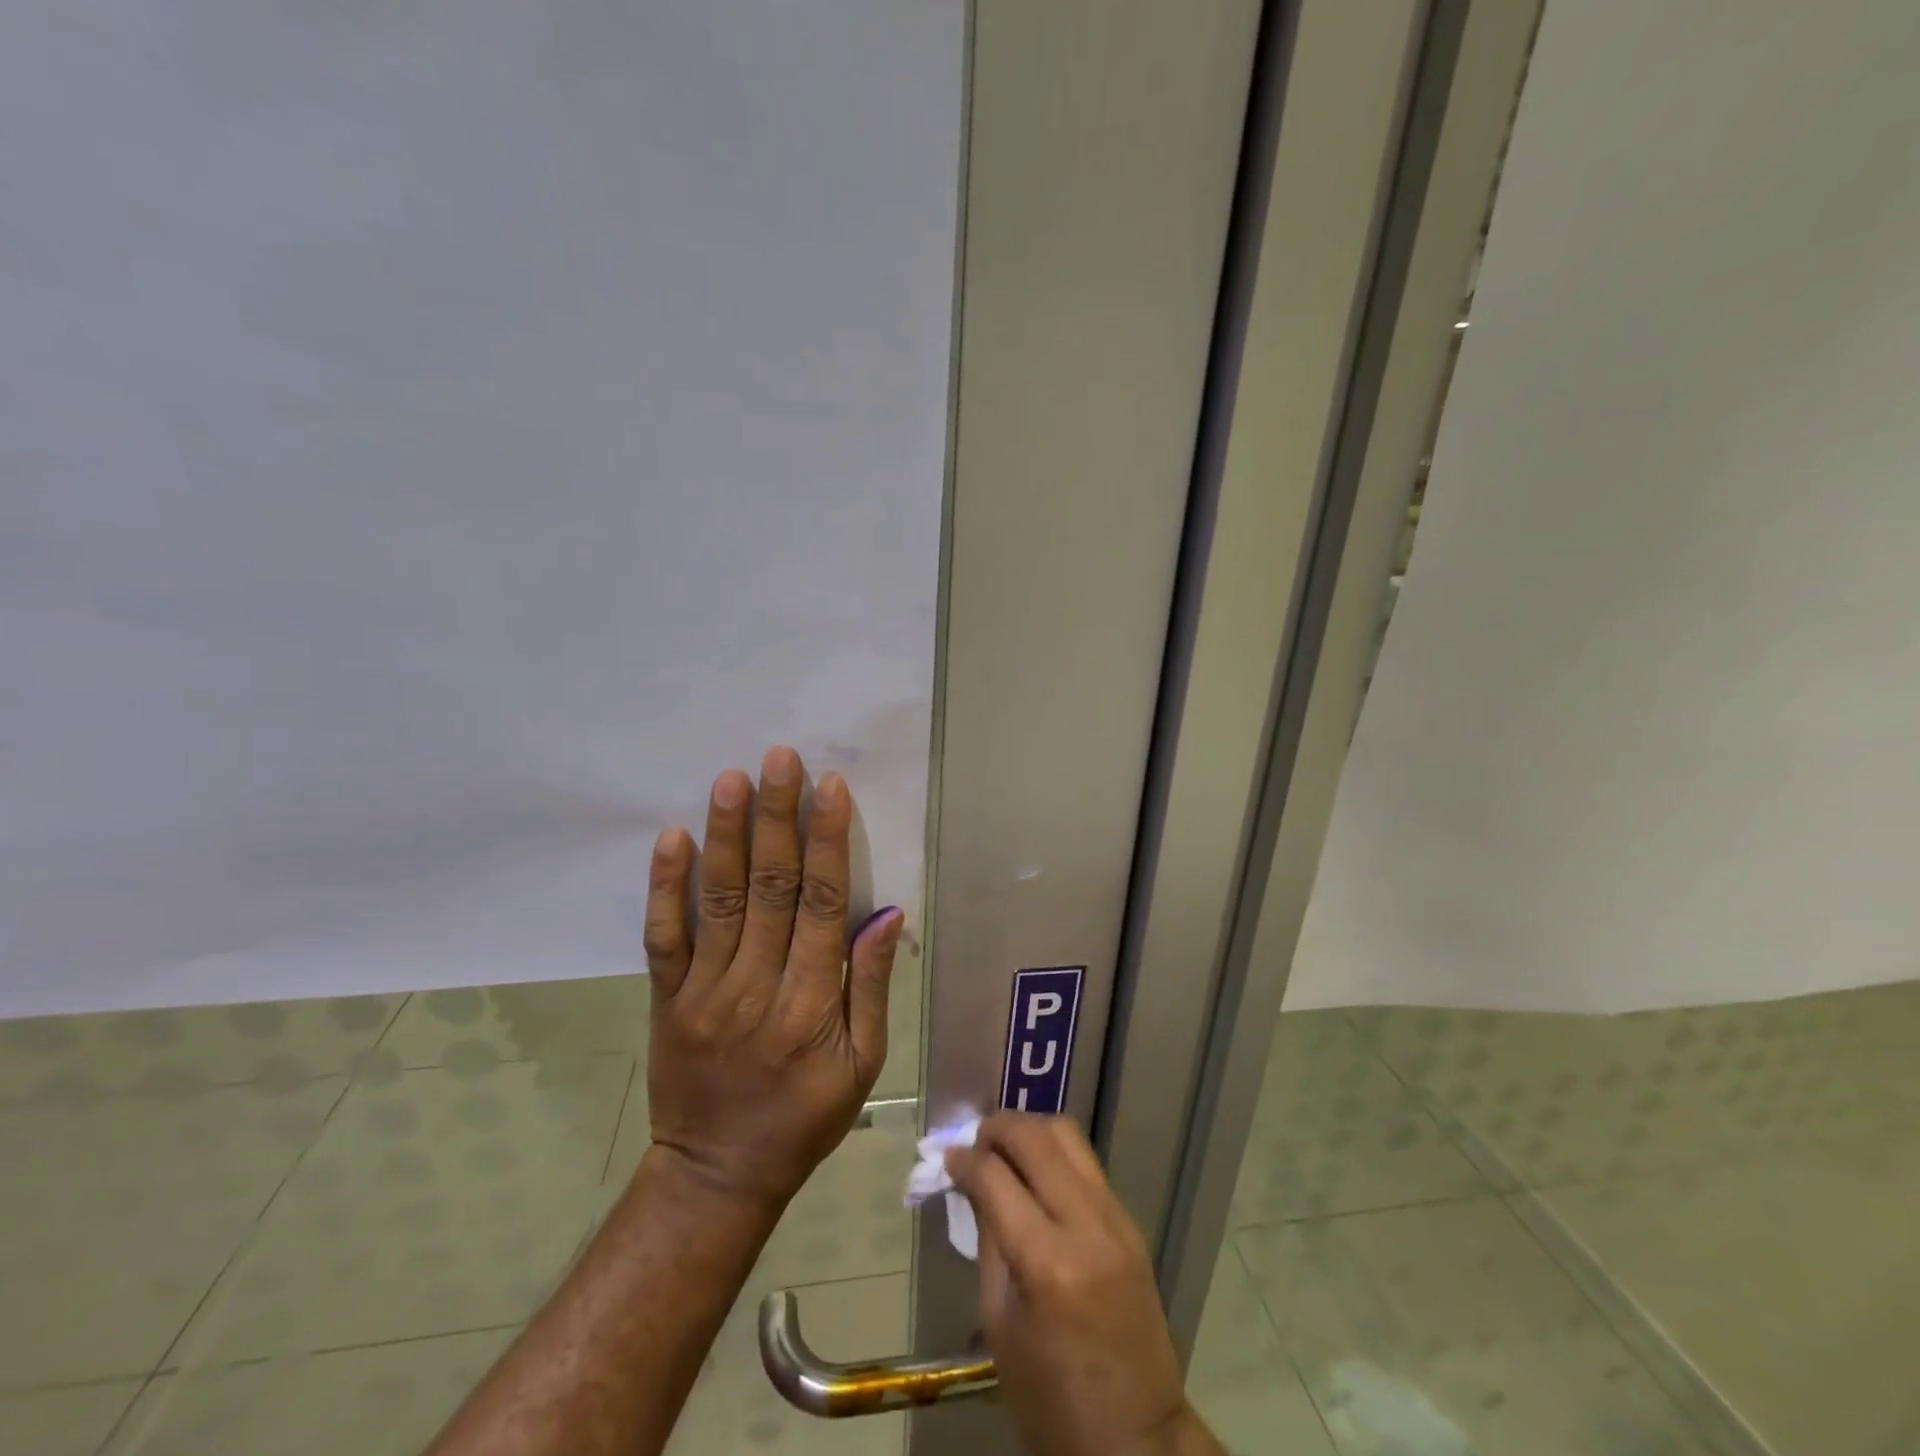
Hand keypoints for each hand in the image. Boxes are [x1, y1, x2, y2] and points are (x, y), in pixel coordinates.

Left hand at [642, 745, 902, 1211]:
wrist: (717, 1174)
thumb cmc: (805, 1117)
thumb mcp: (863, 1065)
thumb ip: (870, 986)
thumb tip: (886, 914)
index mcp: (812, 1003)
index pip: (824, 905)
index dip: (829, 842)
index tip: (830, 788)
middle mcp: (757, 986)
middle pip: (771, 888)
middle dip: (777, 818)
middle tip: (779, 759)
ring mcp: (704, 991)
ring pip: (719, 900)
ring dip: (726, 835)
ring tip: (731, 778)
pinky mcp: (666, 999)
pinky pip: (663, 937)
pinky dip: (665, 886)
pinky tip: (672, 837)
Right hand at [946, 1114, 1215, 1455]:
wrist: (1137, 1438)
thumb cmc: (1051, 1398)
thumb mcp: (1000, 1324)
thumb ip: (988, 1240)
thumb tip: (972, 1182)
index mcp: (1047, 1263)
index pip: (996, 1177)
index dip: (964, 1158)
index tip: (946, 1156)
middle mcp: (1087, 1225)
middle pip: (1037, 1137)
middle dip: (998, 1127)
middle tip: (974, 1142)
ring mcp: (1116, 1218)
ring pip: (1068, 1135)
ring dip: (1029, 1130)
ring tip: (1003, 1150)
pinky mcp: (1130, 1221)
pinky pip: (1086, 1163)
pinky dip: (1054, 1154)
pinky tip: (1034, 1174)